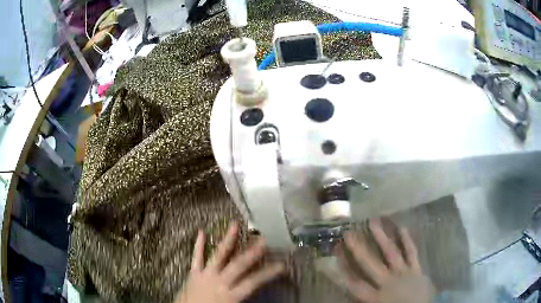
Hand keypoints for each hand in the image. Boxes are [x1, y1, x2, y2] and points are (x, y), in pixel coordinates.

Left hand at [174, 223, 284, 302]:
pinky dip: (198, 245)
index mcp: (230, 295)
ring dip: (227, 240)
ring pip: (218, 255)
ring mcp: (205, 275)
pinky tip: (201, 232)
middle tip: (264, 239)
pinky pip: (196, 257)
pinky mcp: (193, 273)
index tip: (282, 266)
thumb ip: (243, 300)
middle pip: (238, 265)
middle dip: (252, 252)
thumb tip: (256, 292)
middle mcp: (219, 282)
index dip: (269, 273)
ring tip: (234, 225)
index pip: (254, 282)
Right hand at [337, 219, 434, 302]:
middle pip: (370, 263)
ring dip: (382, 237)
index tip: (335, 252)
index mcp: (375, 296)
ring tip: (374, 221)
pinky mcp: (416, 269)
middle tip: (349, 232)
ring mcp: (403, 272)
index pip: (354, 281)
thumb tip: (349, 288)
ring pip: (391, 252)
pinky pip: (411, 252)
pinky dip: (407, 240)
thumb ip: (361, 300)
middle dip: (358, 248)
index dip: (342, 267)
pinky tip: (402, 228)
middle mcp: (387, 281)